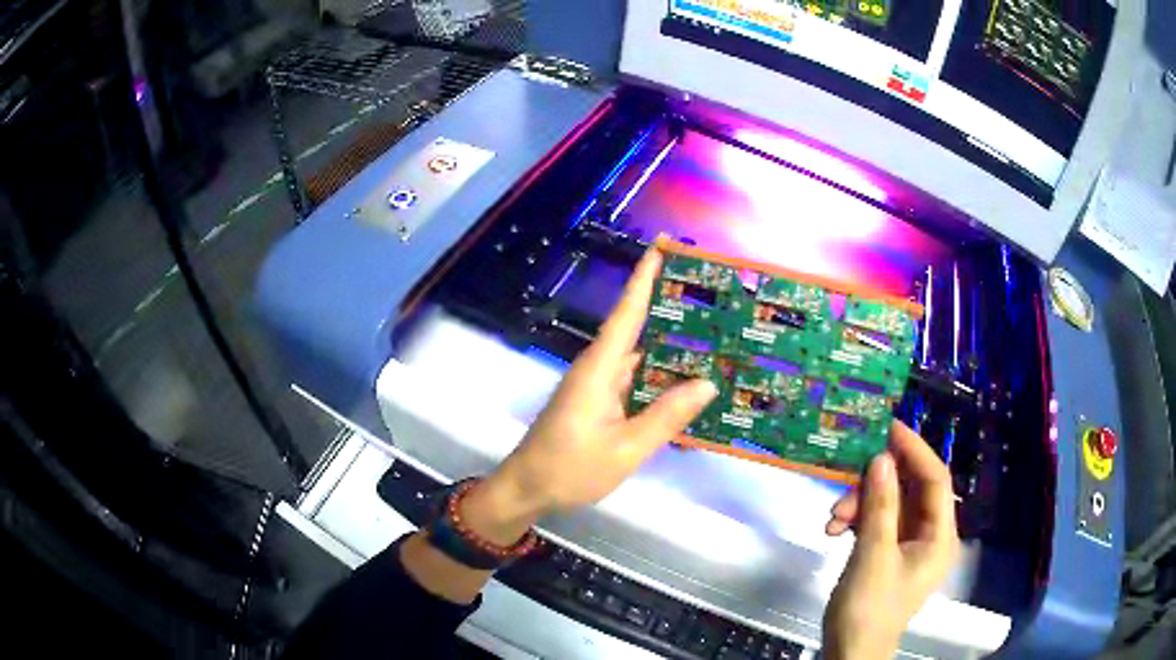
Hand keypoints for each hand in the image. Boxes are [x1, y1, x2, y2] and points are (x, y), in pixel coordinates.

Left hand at [462, 246, 718, 543]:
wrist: (528, 489)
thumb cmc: (570, 468)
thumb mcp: (625, 449)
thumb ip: (666, 416)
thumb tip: (707, 383)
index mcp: (600, 368)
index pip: (628, 312)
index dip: (645, 276)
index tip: (664, 245)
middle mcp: (599, 367)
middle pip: (639, 329)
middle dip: (673, 311)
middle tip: (716, 300)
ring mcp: (598, 386)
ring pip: (641, 359)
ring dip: (672, 351)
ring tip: (715, 342)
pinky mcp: (598, 402)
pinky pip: (635, 382)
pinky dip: (660, 382)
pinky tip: (688, 390)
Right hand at [822, 421, 959, 659]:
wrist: (850, 652)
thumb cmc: (869, 609)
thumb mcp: (873, 556)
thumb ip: (880, 506)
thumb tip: (882, 458)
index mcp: (940, 536)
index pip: (935, 479)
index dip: (915, 450)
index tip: (887, 428)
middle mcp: (929, 534)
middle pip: (909, 490)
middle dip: (876, 484)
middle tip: (847, 476)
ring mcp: (908, 544)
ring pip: (889, 504)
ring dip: (860, 504)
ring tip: (832, 519)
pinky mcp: (888, 552)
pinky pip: (876, 522)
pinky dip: (856, 520)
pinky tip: (832, 530)